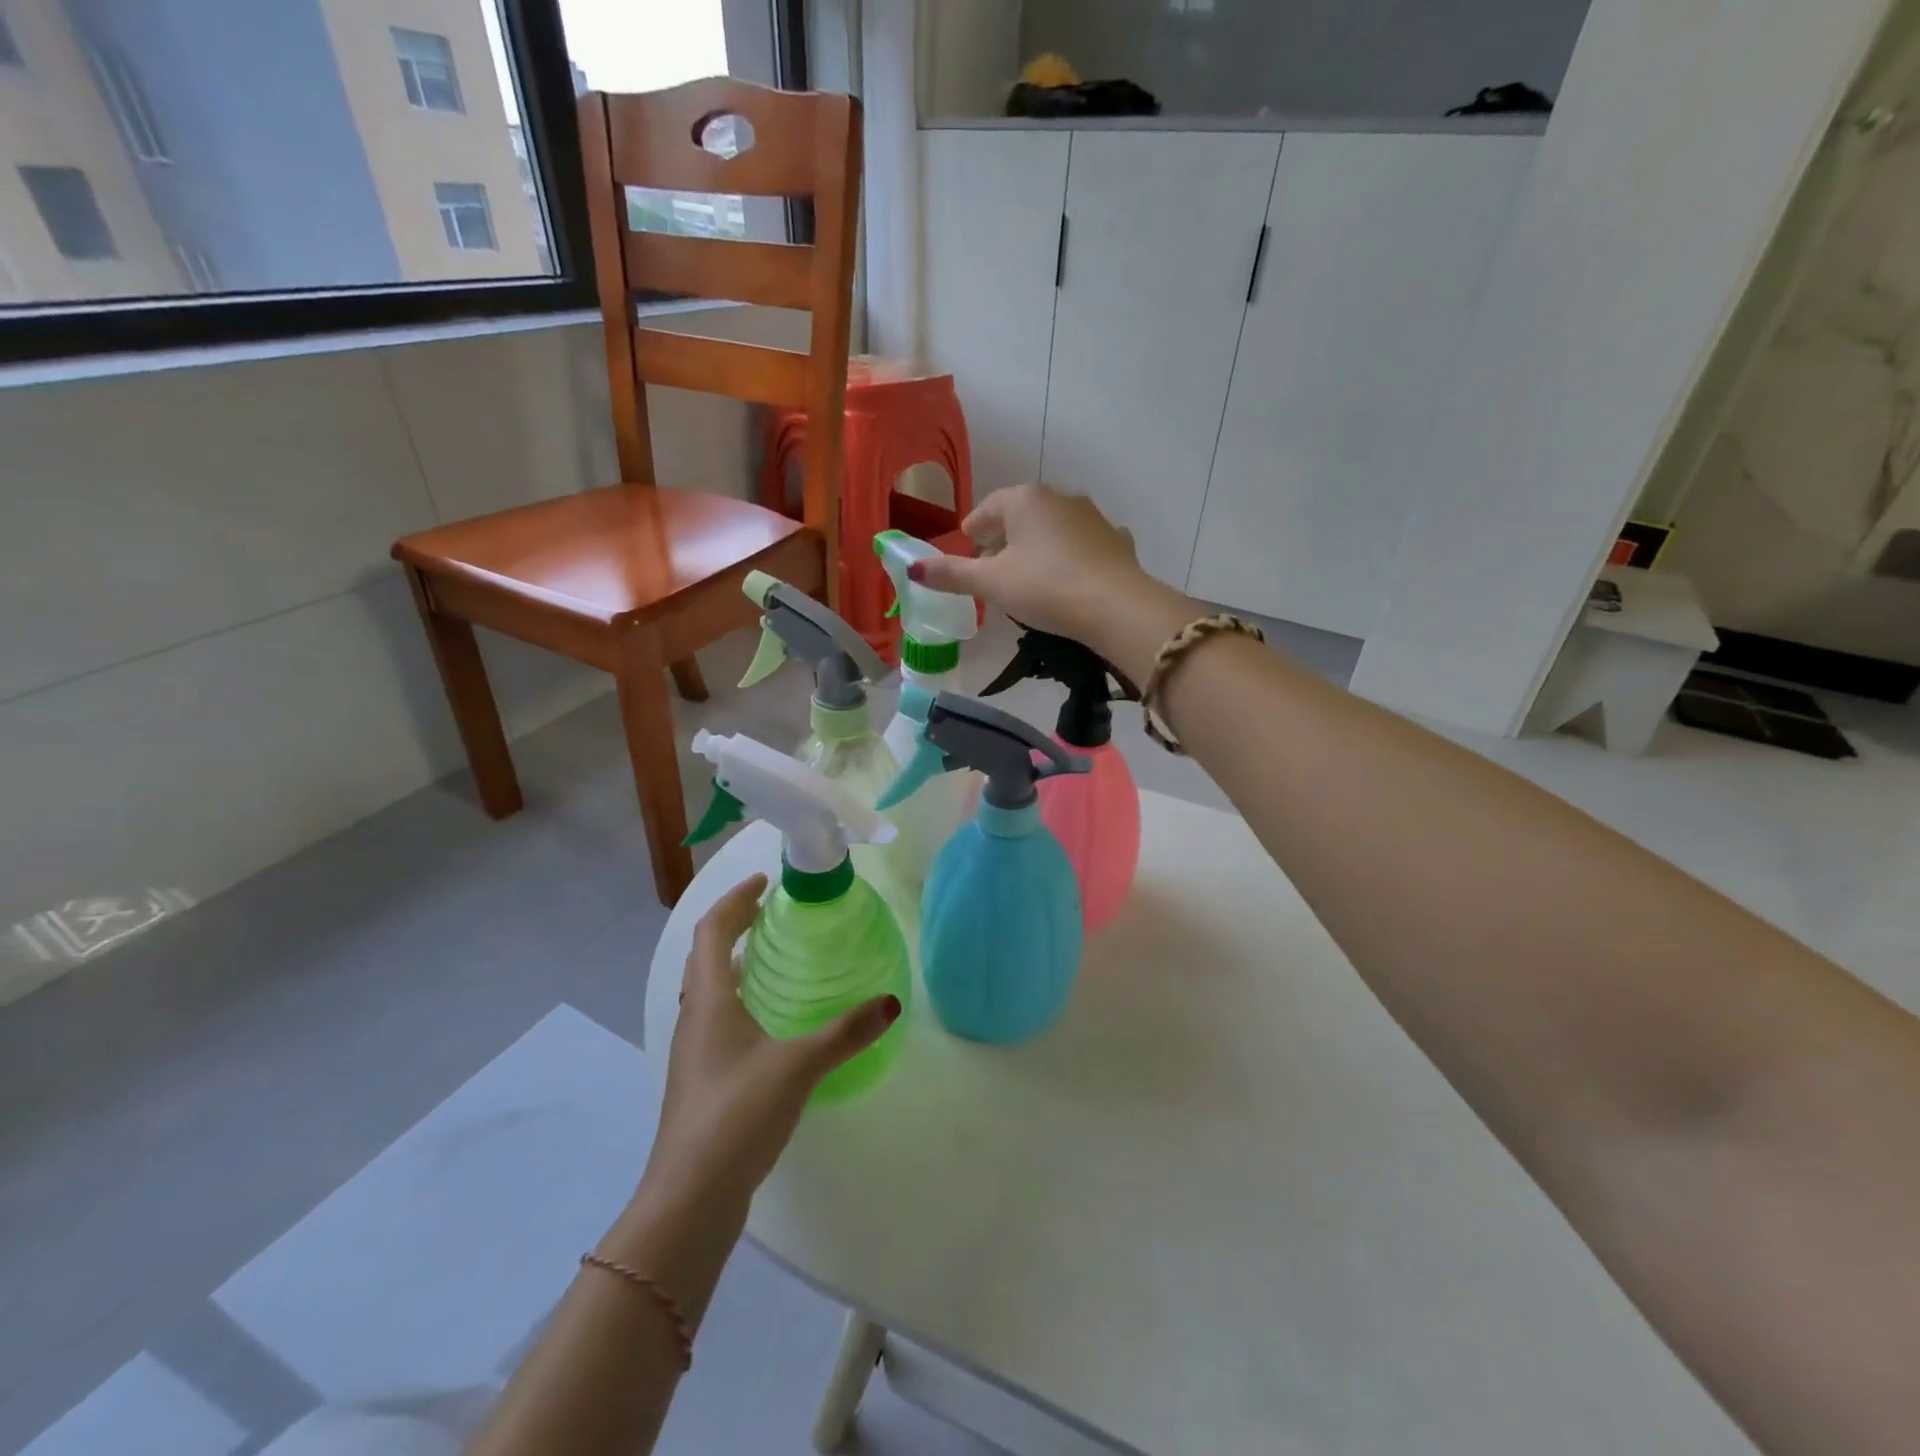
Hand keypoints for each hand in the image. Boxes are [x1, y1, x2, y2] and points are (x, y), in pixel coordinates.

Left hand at [638, 874, 900, 1210]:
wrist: (691, 1196)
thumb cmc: (739, 1113)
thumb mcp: (800, 1065)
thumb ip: (846, 1032)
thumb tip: (890, 1002)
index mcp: (709, 999)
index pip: (713, 930)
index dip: (735, 900)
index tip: (764, 883)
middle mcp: (695, 1017)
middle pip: (706, 954)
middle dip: (734, 924)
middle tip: (769, 911)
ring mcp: (694, 1050)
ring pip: (708, 987)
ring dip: (733, 961)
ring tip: (769, 954)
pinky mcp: (701, 1078)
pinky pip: (716, 1016)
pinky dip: (737, 996)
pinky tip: (766, 1018)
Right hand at [908, 485, 1192, 677]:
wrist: (1116, 606)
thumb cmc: (1045, 587)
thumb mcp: (992, 584)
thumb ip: (952, 574)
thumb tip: (914, 569)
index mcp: (1024, 500)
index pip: (987, 510)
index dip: (972, 532)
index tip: (967, 551)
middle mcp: (1059, 497)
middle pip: (1020, 516)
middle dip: (1003, 539)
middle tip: (992, 569)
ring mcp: (1092, 517)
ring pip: (1053, 529)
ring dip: (1037, 547)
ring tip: (1028, 577)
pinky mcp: (1115, 541)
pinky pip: (1082, 545)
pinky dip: (1070, 556)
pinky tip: (1069, 577)